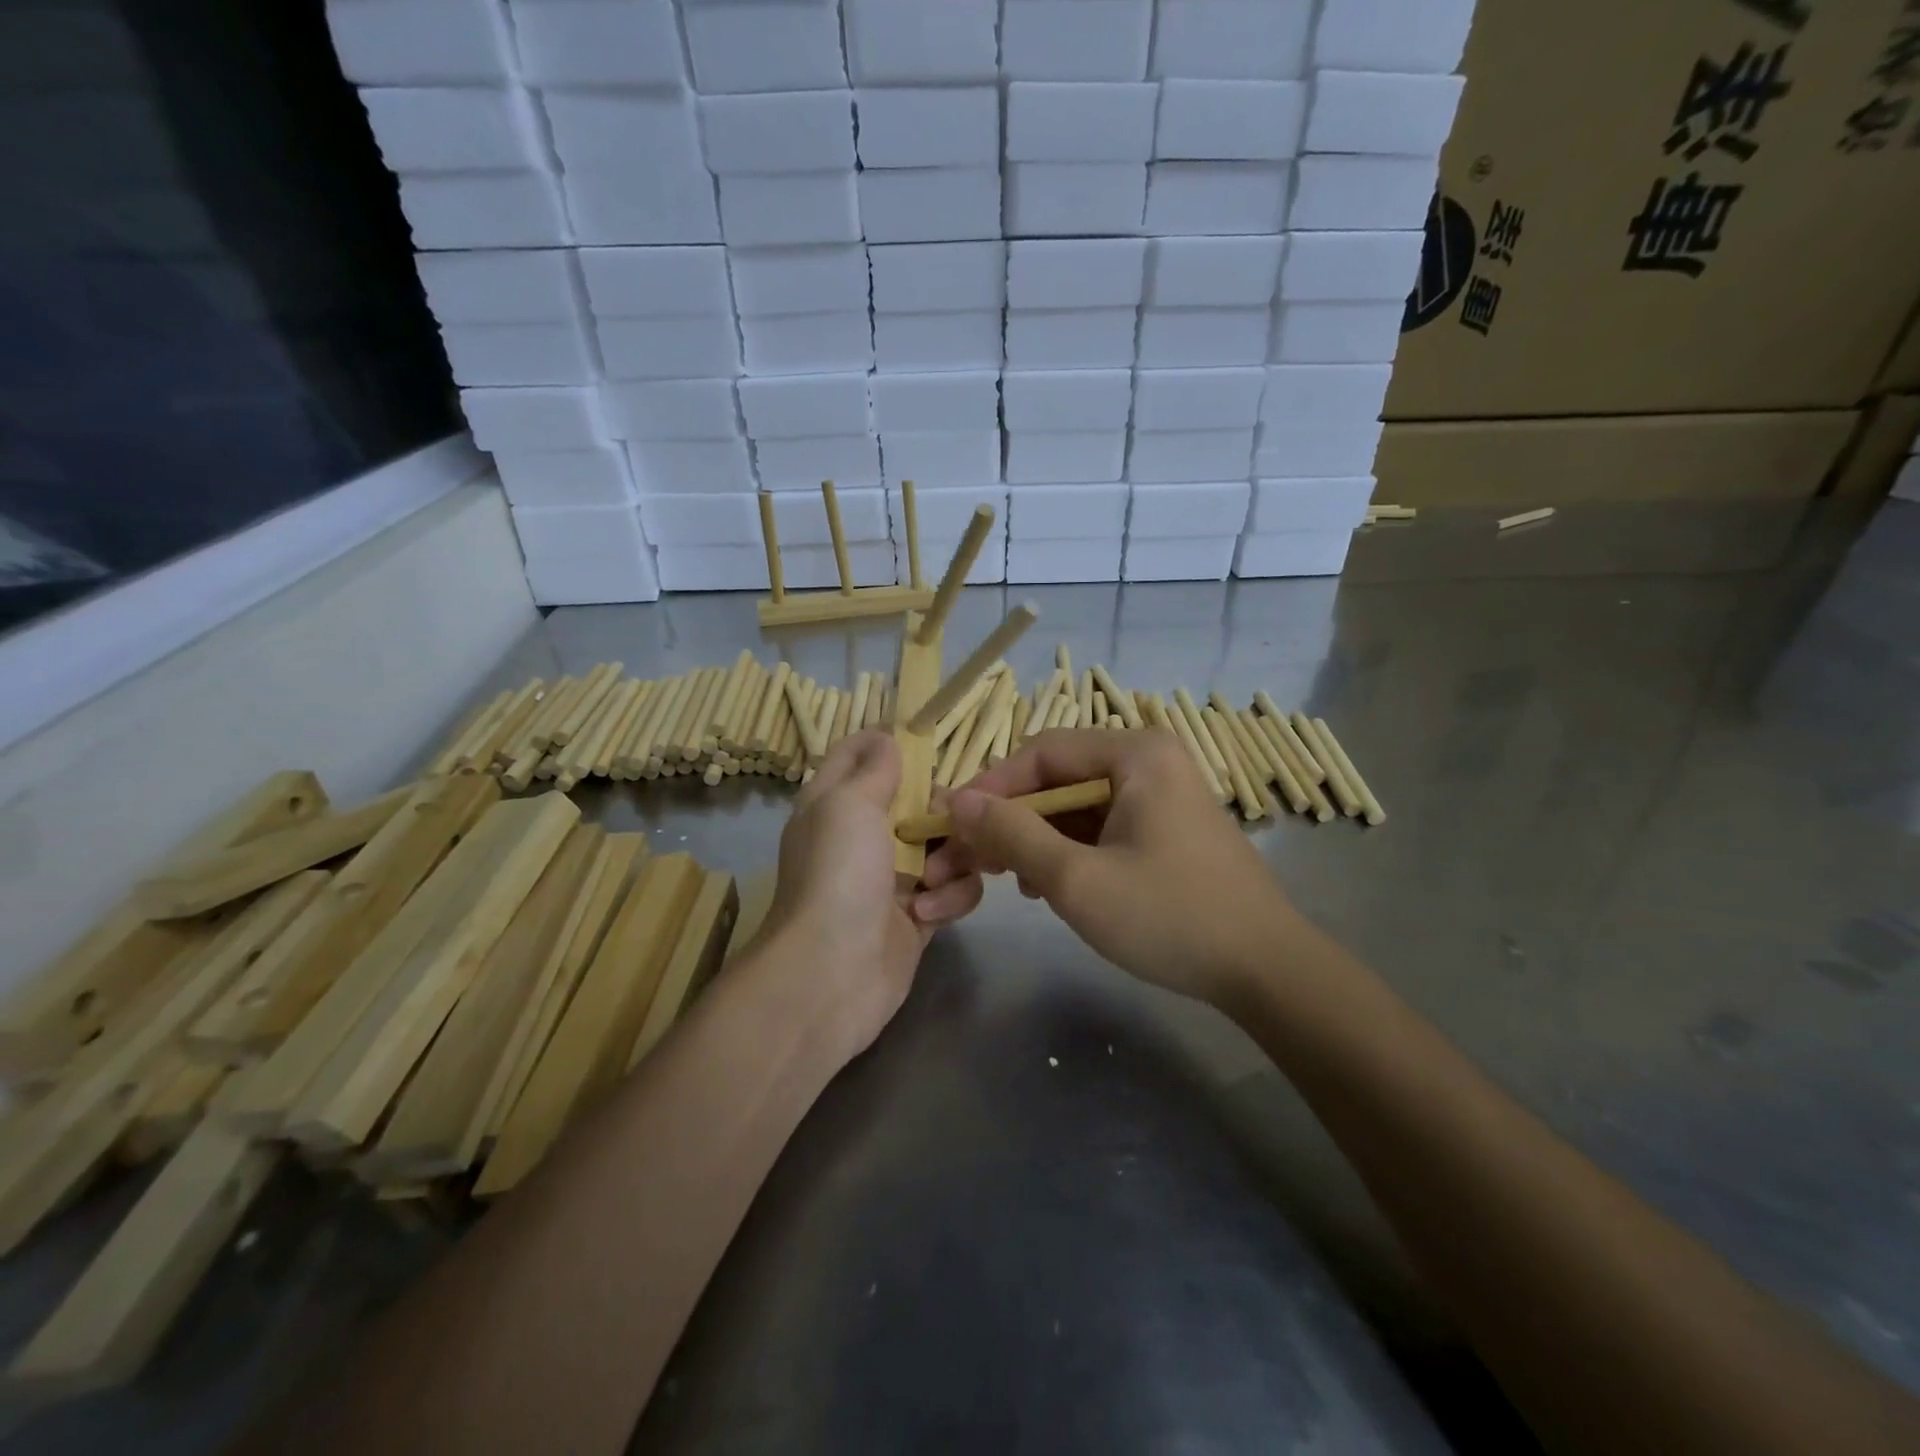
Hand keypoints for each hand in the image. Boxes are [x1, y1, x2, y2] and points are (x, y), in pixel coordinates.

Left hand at [757, 731, 981, 1059]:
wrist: (832, 972)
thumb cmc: (839, 874)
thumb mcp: (849, 804)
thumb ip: (875, 768)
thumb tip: (888, 737)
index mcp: (836, 801)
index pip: (859, 752)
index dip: (889, 740)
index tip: (927, 739)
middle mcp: (864, 834)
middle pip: (921, 799)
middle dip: (942, 809)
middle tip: (947, 822)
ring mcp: (894, 876)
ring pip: (948, 844)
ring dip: (952, 859)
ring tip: (931, 882)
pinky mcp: (919, 914)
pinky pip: (955, 888)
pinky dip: (949, 899)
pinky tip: (927, 917)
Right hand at [922, 728, 1296, 1007]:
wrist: (1266, 971)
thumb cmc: (1169, 917)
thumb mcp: (1076, 878)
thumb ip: (1012, 833)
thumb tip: (956, 800)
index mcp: (1135, 754)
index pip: (1039, 753)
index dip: (989, 788)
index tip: (949, 827)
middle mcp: (1149, 761)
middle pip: (1056, 779)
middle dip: (1009, 821)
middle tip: (968, 861)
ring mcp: (1161, 794)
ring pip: (1075, 806)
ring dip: (1034, 839)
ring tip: (1006, 879)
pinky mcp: (1165, 828)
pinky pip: (1100, 825)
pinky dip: (1067, 850)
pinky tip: (1048, 886)